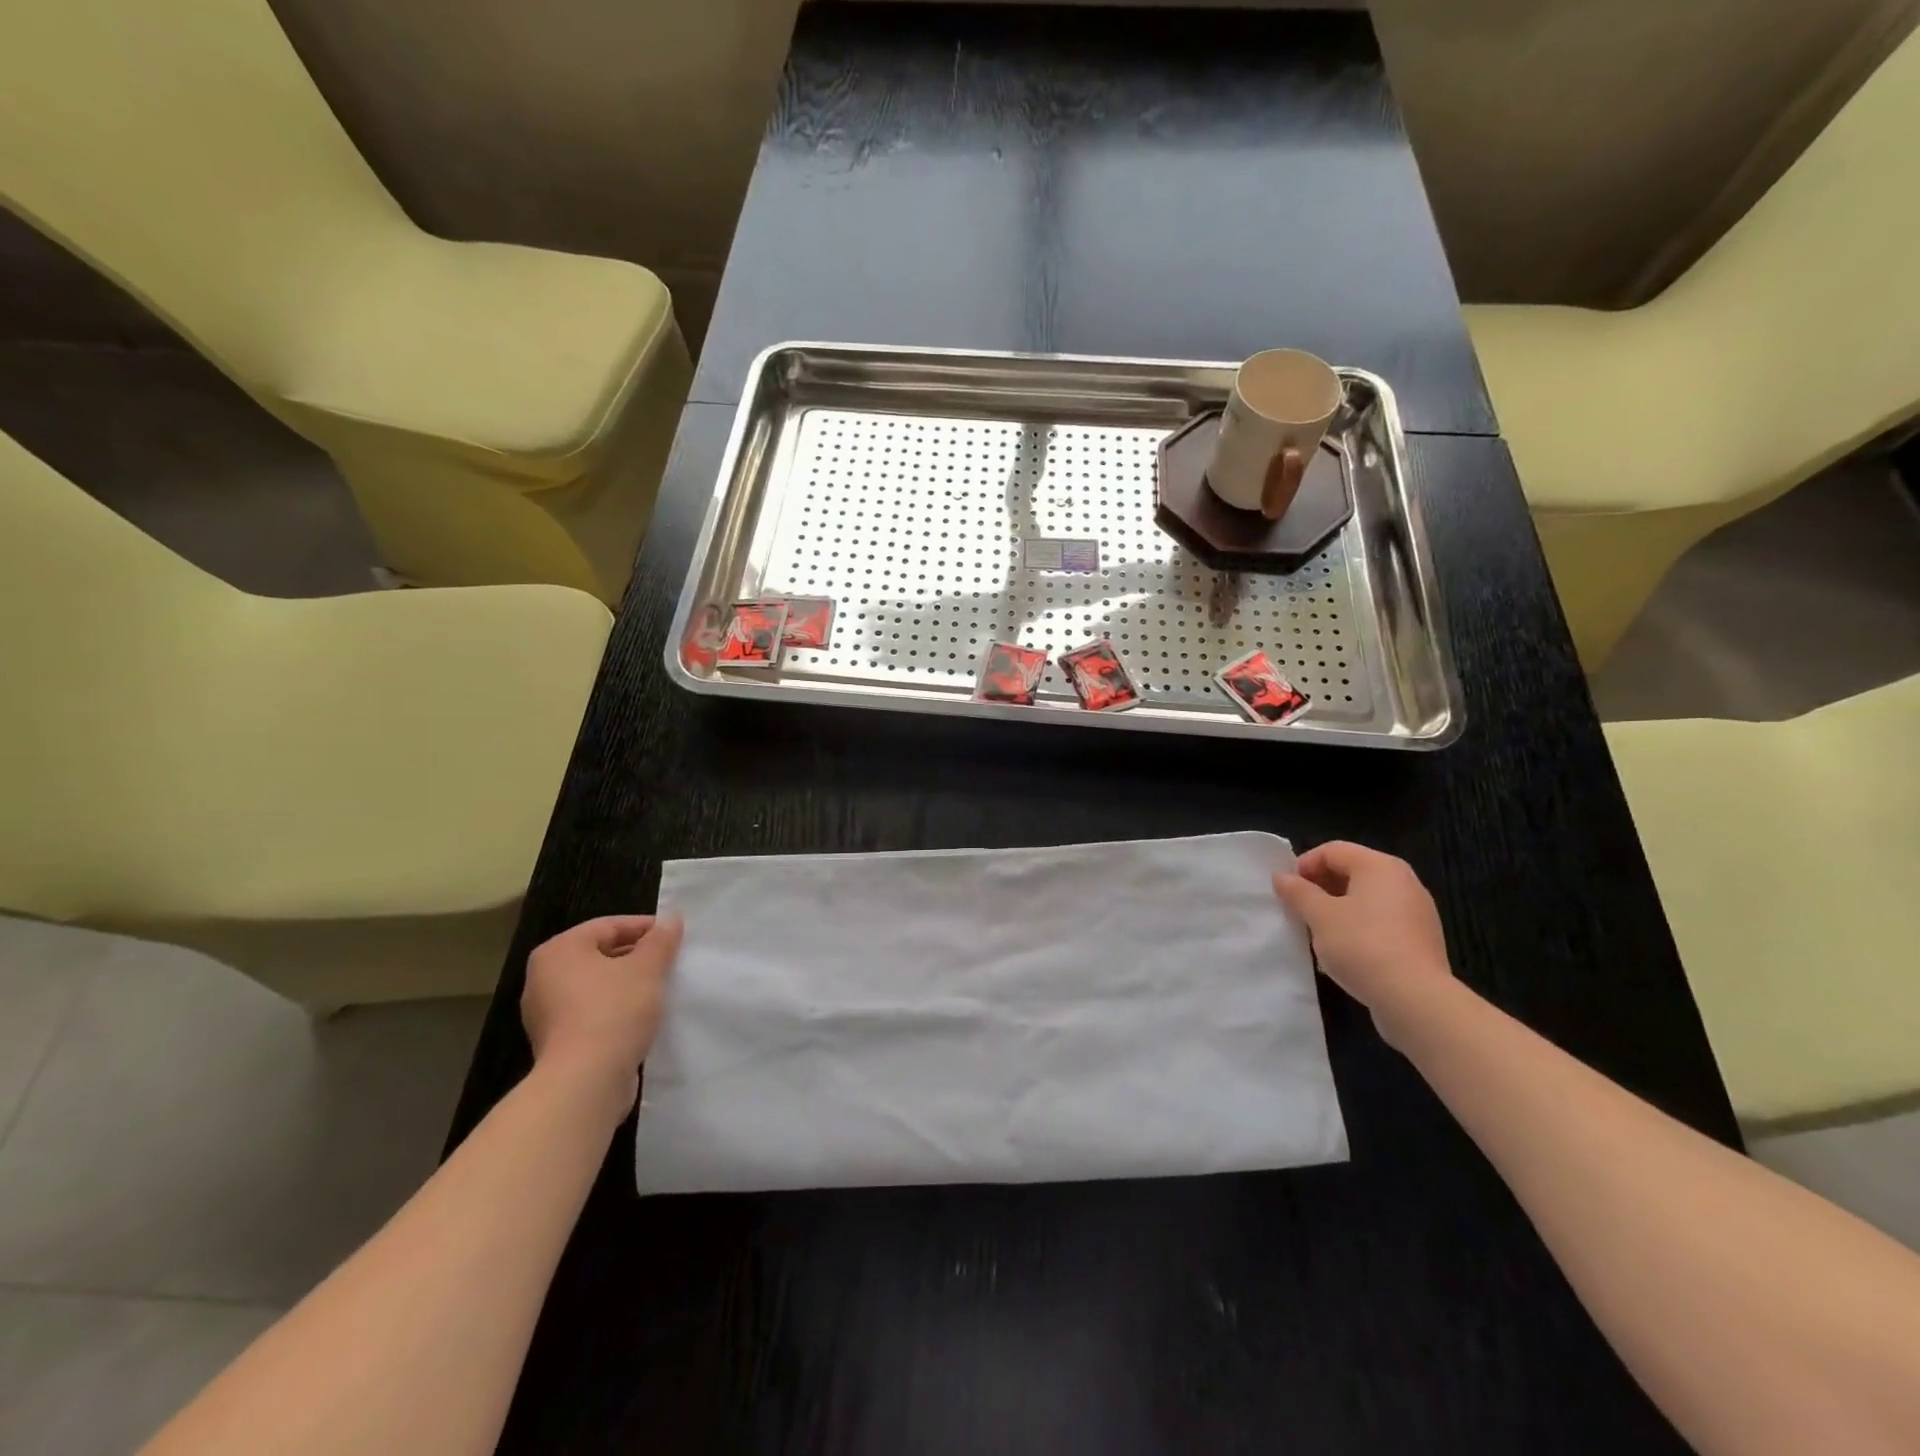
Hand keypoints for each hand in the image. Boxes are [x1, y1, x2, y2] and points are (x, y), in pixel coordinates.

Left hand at [521, 914, 683, 1113]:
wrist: (585, 1082)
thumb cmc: (613, 1011)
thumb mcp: (647, 968)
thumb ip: (660, 940)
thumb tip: (671, 919)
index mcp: (558, 951)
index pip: (608, 926)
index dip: (645, 927)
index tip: (675, 936)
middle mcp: (543, 978)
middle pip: (600, 955)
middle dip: (637, 957)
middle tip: (671, 961)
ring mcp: (546, 1014)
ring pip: (597, 986)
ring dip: (628, 984)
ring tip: (662, 988)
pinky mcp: (557, 1043)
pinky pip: (592, 1013)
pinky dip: (616, 1010)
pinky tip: (643, 1017)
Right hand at [1273, 843, 1453, 1043]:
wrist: (1415, 999)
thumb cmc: (1362, 945)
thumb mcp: (1319, 916)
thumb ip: (1298, 892)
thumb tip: (1281, 877)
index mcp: (1380, 866)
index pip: (1332, 850)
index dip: (1304, 865)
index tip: (1287, 890)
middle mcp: (1404, 881)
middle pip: (1351, 872)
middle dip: (1320, 888)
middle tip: (1299, 910)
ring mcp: (1417, 911)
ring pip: (1366, 900)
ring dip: (1337, 910)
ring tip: (1317, 934)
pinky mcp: (1421, 940)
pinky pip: (1381, 923)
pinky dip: (1358, 929)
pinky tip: (1344, 954)